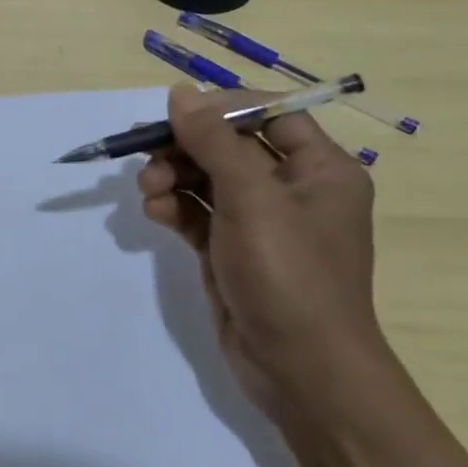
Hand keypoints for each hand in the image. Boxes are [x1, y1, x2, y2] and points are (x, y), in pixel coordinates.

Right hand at [137, 85, 385, 424]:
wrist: (302, 374)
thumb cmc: (290, 275)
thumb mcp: (251, 199)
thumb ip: (213, 141)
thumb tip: (180, 92)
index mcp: (320, 169)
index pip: (268, 114)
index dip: (221, 109)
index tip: (177, 116)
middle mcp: (292, 188)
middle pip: (228, 145)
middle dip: (185, 148)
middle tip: (147, 156)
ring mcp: (260, 222)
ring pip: (207, 177)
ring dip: (172, 176)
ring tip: (148, 192)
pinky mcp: (232, 249)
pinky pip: (198, 212)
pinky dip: (174, 207)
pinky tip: (154, 214)